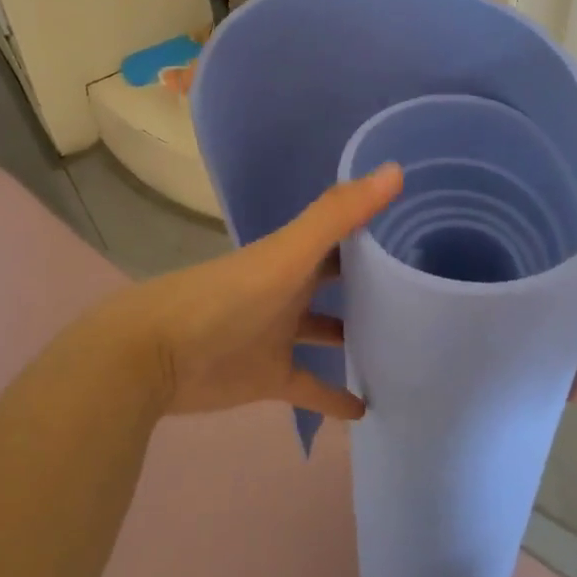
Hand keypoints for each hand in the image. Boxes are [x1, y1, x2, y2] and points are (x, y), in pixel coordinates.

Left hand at [90, 164, 403, 419]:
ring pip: (327, 330)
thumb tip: (395, 169)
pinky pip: (311, 386)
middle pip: (336, 281)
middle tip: (421, 288)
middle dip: (370, 281)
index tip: (417, 226)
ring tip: (404, 343)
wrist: (155, 356)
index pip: (342, 234)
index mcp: (294, 255)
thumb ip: (337, 214)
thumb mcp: (287, 253)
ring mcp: (279, 334)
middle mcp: (289, 289)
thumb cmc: (226, 297)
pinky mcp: (270, 377)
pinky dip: (335, 397)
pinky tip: (367, 408)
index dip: (375, 226)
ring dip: (356, 335)